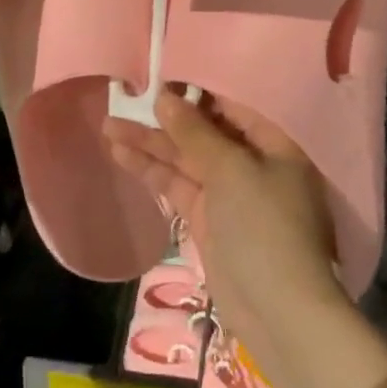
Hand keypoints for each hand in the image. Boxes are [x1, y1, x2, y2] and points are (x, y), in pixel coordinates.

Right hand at [103, 92, 344, 359]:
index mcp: (276, 144)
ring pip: (185, 160)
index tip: (160, 77)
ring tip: (108, 125)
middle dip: (165, 120)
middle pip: (204, 132)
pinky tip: (121, 155)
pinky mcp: (208, 220)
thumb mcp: (232, 169)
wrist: (277, 311)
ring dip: (149, 144)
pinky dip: (152, 172)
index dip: (196, 91)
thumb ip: (196, 132)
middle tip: (123, 100)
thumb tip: (165, 97)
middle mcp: (254, 164)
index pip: (233, 106)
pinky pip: (178, 187)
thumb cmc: (265, 226)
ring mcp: (230, 194)